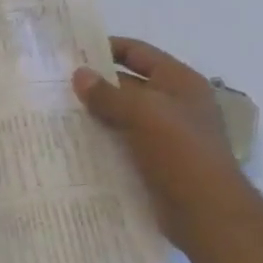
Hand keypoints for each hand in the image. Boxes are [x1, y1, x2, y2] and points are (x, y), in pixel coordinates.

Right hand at [73, 38, 254, 249]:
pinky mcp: (155, 161)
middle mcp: (174, 104)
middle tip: (54, 83)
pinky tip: (73, 141)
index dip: (107, 47)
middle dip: (95, 84)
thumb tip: (79, 74)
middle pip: (128, 83)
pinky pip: (122, 142)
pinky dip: (101, 139)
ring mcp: (166, 134)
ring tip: (55, 111)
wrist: (208, 215)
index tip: (71, 51)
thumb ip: (108, 94)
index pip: (138, 52)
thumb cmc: (181, 153)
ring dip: (94, 113)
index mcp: (180, 82)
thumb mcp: (143, 114)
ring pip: (122, 115)